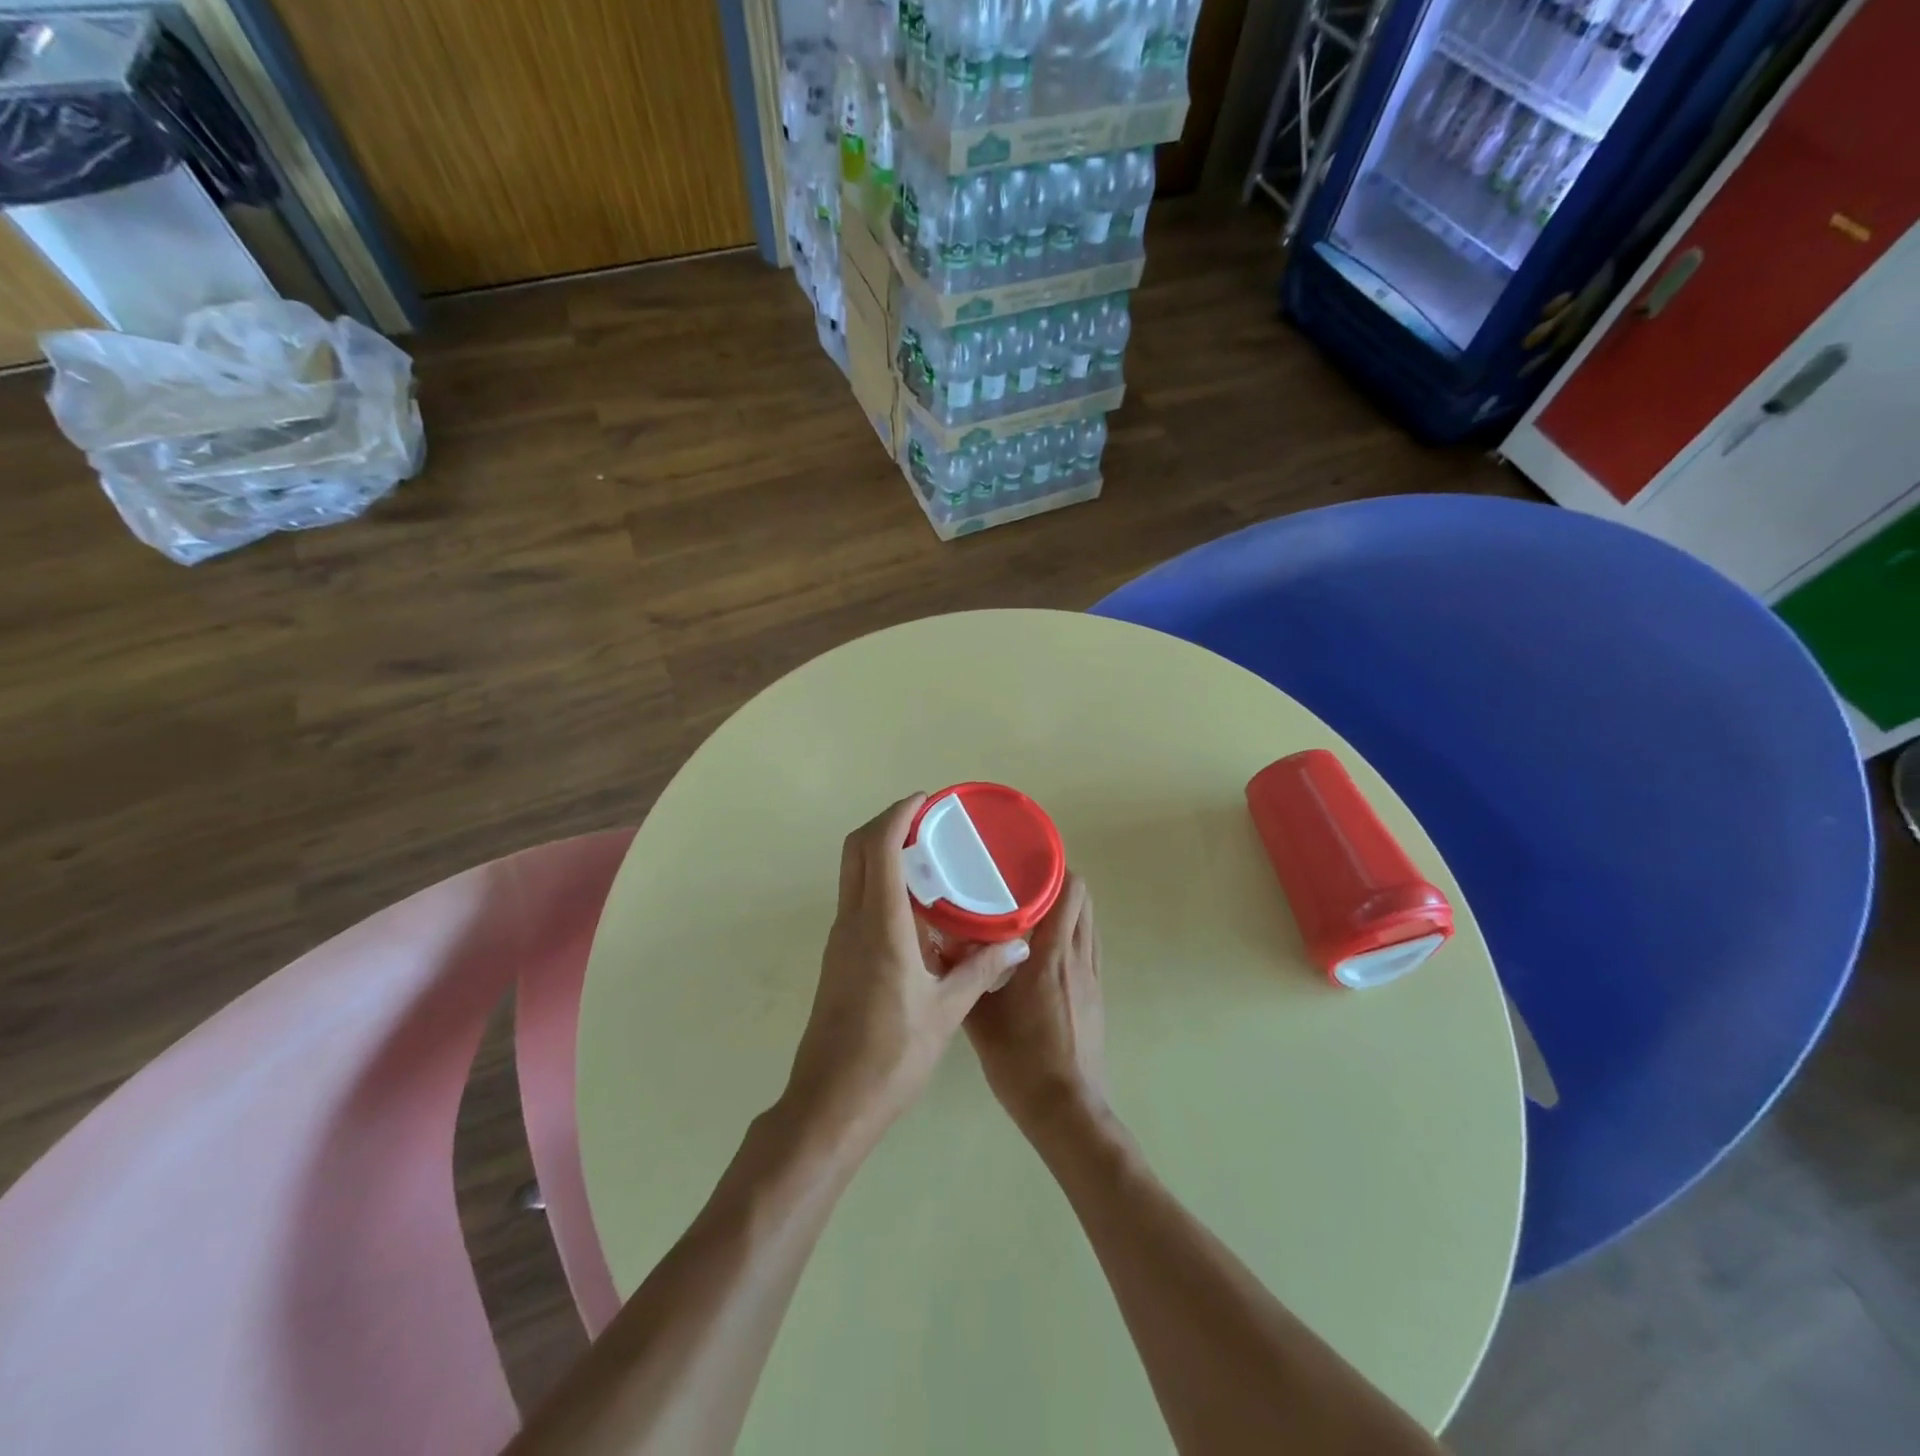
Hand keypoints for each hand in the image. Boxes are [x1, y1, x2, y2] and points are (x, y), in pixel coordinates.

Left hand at [785, 794, 1030, 1143]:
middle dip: (886, 824)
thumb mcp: (946, 1011)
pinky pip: (857, 902)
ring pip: (853, 875)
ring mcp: (840, 940)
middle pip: (855, 850)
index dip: (898, 814)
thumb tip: (1017, 944)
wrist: (831, 1103)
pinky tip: (917, 908)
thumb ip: (981, 970)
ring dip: (882, 853)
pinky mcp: (839, 958)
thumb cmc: (891, 1056)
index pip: (878, 848)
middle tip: (926, 821)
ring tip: (928, 857)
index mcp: (879, 926)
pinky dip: (881, 884)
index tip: (926, 800)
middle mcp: (852, 923)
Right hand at [965, 872, 1107, 1139]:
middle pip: (1083, 900)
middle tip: (1023, 883)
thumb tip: (940, 939)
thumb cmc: (1020, 1060)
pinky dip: (1073, 934)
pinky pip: (1089, 947)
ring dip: (1068, 909)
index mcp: (1051, 954)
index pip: (1069, 892)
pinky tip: (1046, 950)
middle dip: (1059, 884)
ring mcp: (1092, 976)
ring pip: (1088, 923)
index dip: (1054, 868)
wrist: (1065, 1109)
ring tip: (1034, 911)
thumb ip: (962, 973)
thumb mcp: (980, 1015)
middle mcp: (1077, 956)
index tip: (1025, 861)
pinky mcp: (1097, 994)